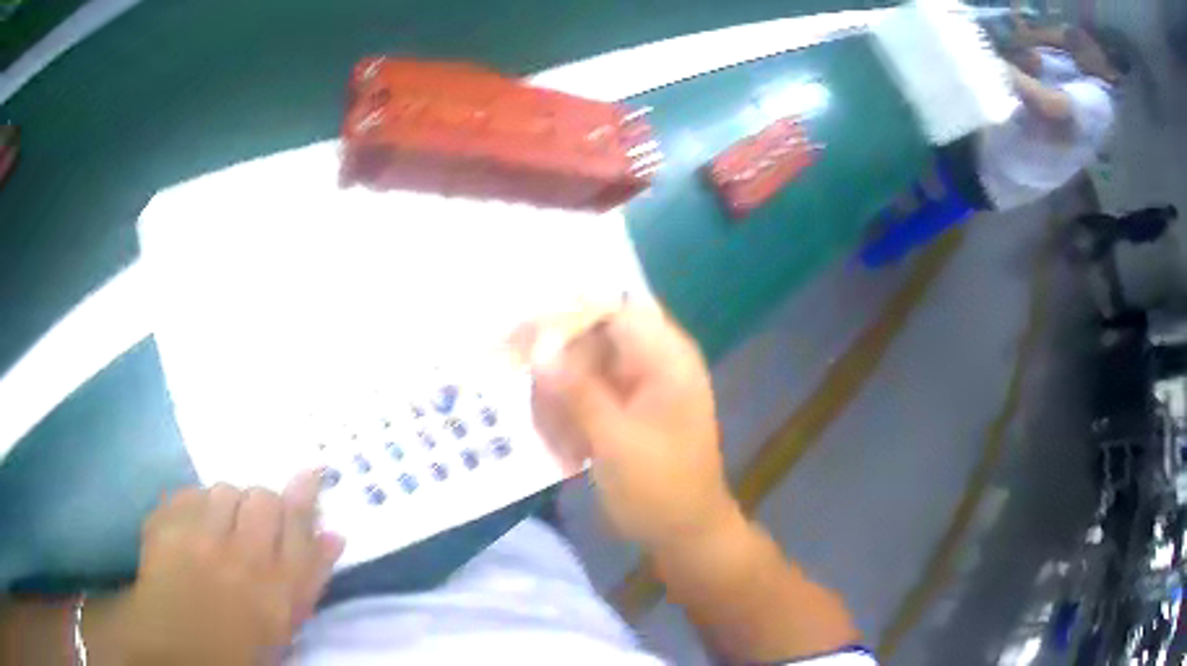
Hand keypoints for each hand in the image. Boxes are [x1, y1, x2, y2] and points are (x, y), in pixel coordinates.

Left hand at [87, 472, 343, 664]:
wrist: (178, 643)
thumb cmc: (240, 639)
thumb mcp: (285, 620)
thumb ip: (310, 576)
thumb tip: (335, 534)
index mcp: (278, 589)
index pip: (300, 526)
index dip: (307, 495)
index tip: (313, 471)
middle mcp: (241, 557)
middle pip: (262, 498)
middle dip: (262, 504)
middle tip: (253, 523)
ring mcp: (197, 537)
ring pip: (223, 490)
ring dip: (227, 504)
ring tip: (218, 527)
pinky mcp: (164, 524)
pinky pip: (187, 493)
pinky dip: (194, 506)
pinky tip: (192, 529)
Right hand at [531, 307, 738, 547]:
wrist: (685, 535)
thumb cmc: (662, 490)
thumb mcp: (616, 442)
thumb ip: (577, 391)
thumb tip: (538, 344)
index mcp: (666, 357)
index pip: (611, 309)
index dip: (565, 317)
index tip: (520, 342)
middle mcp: (651, 361)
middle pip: (587, 340)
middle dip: (557, 377)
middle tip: (541, 417)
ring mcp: (634, 385)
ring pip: (576, 371)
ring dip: (557, 405)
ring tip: (559, 447)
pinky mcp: (620, 408)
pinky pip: (579, 397)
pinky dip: (566, 420)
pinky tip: (567, 454)